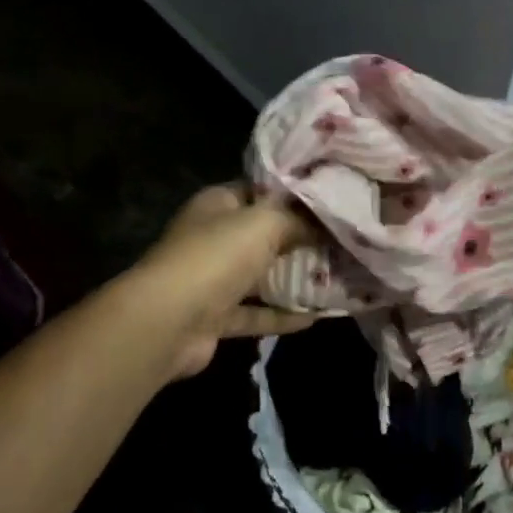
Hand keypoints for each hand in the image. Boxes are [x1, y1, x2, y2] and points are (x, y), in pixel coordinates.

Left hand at [135, 184, 321, 379]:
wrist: (168, 321)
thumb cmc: (216, 257)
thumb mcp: (264, 224)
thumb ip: (298, 219)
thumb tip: (326, 222)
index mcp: (217, 205)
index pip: (260, 190)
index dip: (294, 194)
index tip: (331, 199)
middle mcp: (213, 238)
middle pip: (263, 235)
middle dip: (301, 238)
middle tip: (343, 240)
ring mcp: (213, 280)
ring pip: (261, 277)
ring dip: (294, 279)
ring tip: (338, 277)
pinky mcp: (217, 317)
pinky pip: (257, 314)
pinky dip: (283, 316)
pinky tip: (318, 317)